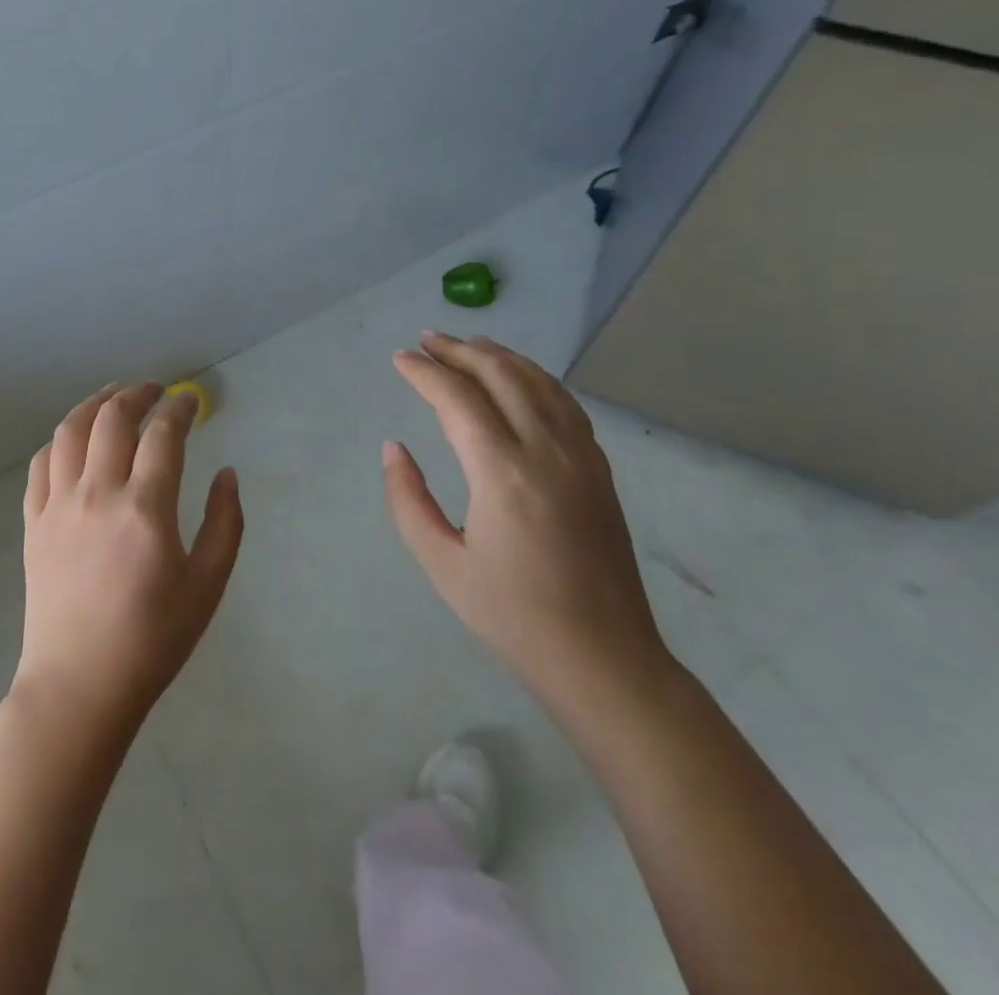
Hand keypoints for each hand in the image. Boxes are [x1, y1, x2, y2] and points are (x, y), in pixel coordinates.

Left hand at [13, 383, 243, 741]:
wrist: (80, 685)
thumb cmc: (152, 639)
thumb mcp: (207, 585)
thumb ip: (225, 523)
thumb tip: (227, 474)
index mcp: (145, 508)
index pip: (163, 435)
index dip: (179, 408)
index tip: (190, 400)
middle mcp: (98, 494)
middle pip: (113, 419)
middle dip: (137, 393)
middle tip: (154, 389)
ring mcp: (58, 506)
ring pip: (70, 431)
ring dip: (94, 404)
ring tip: (112, 396)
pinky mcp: (33, 523)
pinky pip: (41, 464)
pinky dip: (60, 440)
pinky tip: (73, 439)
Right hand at [383, 332, 669, 708]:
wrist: (604, 659)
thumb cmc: (512, 615)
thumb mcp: (442, 563)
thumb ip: (408, 498)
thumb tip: (393, 447)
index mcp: (502, 473)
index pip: (457, 398)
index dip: (424, 372)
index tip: (400, 358)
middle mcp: (545, 450)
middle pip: (500, 375)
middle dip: (459, 351)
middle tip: (427, 340)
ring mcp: (581, 456)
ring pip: (538, 382)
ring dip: (500, 355)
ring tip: (469, 344)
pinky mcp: (599, 469)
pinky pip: (565, 403)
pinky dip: (535, 378)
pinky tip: (520, 378)